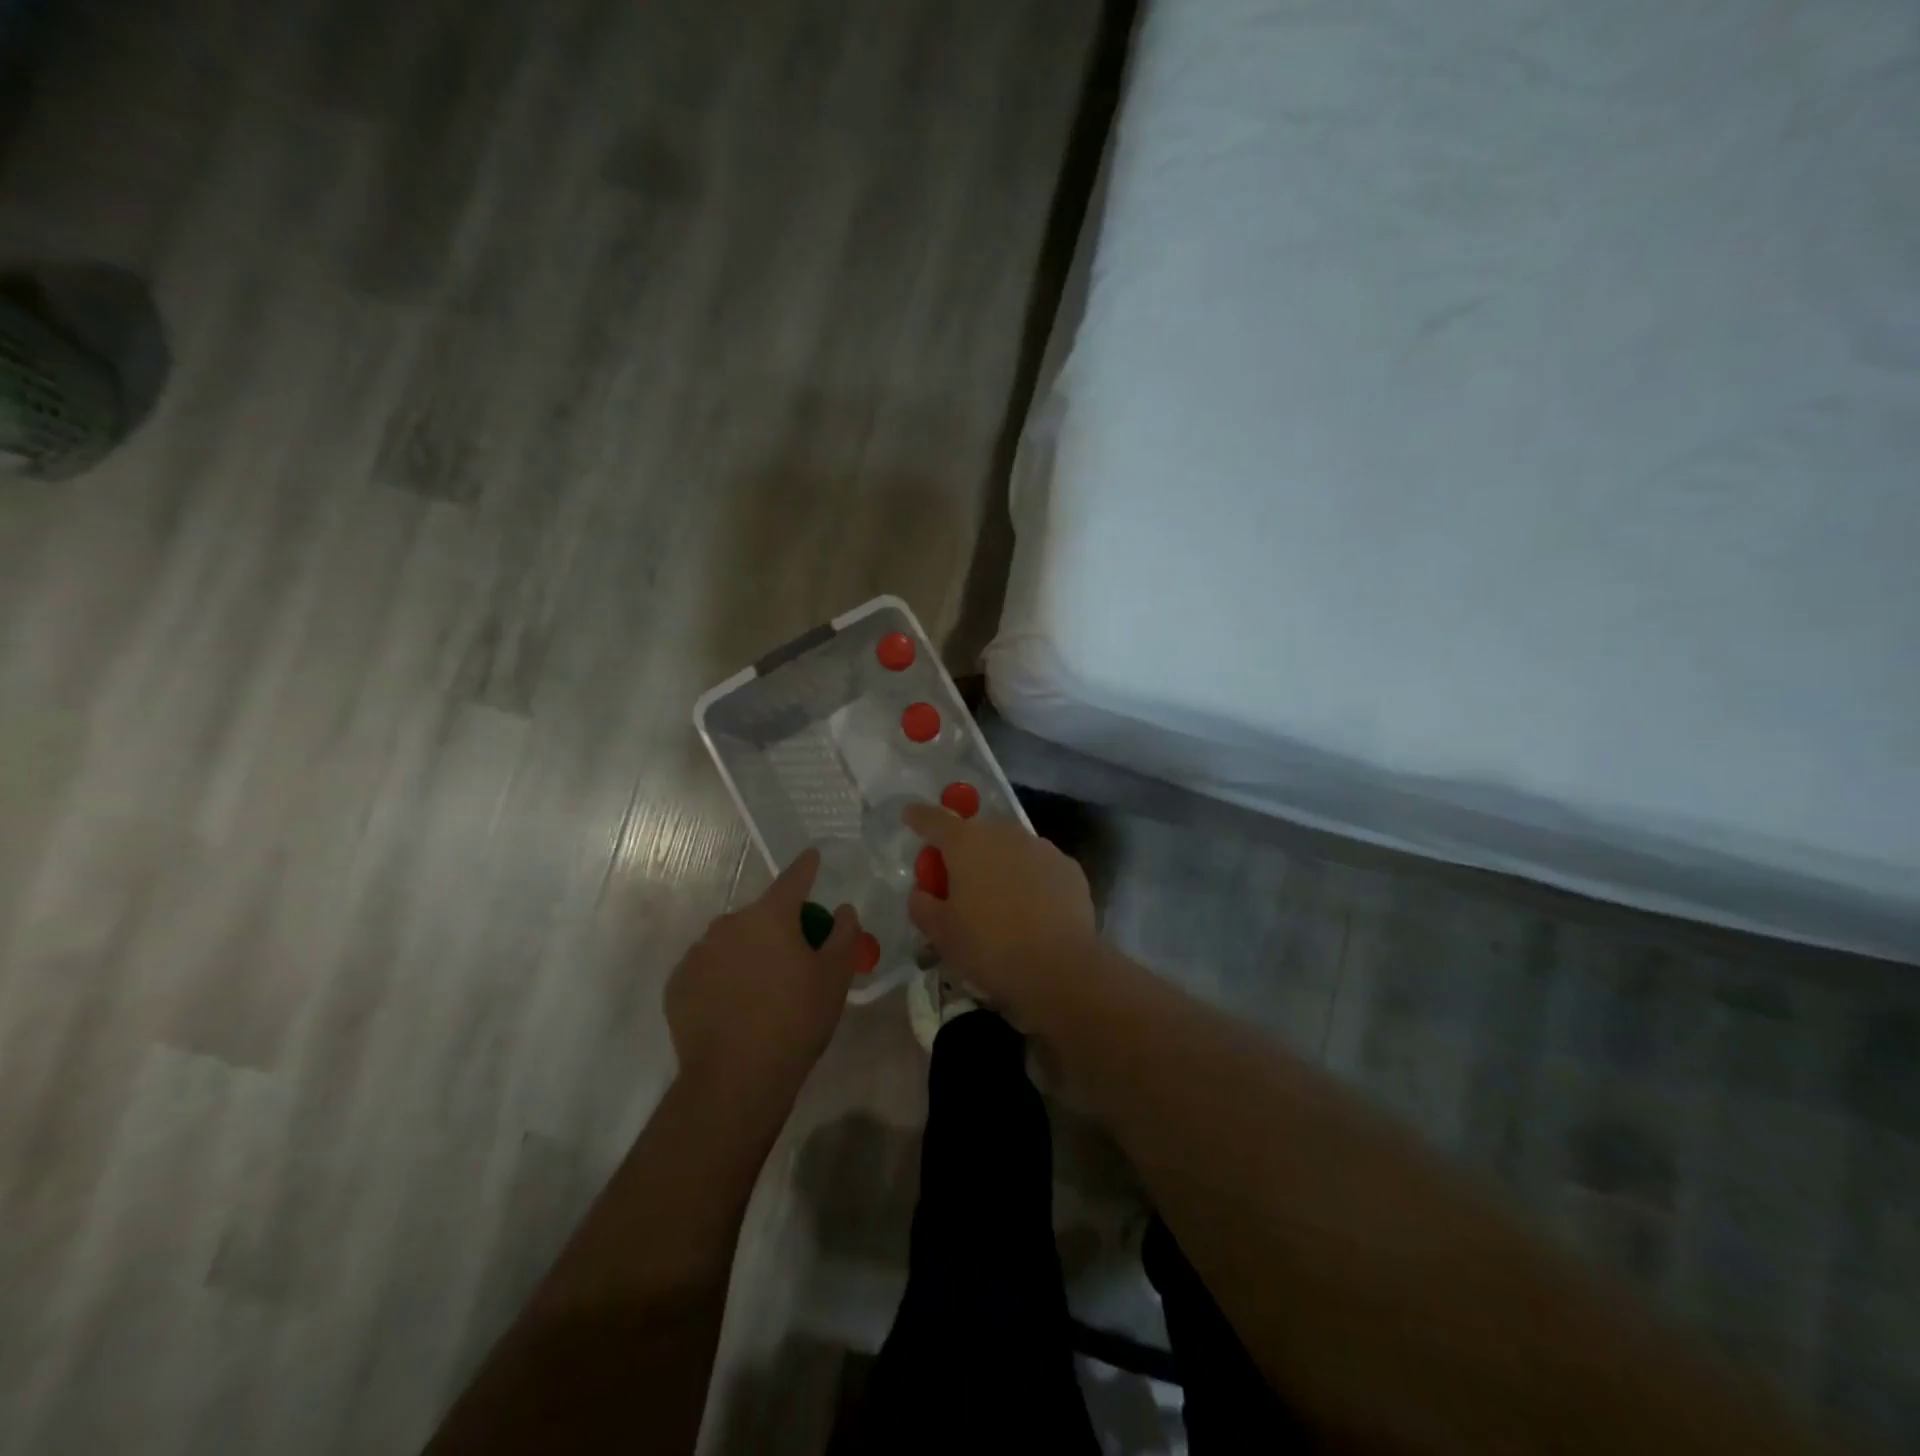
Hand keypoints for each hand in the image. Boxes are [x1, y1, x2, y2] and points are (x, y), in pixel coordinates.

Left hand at [667, 848, 860, 1113]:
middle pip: (761, 915)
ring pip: (731, 941)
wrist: (736, 1078)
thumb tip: (843, 908)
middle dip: (778, 927)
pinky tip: (734, 1007)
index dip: (807, 867)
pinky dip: (722, 977)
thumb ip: (844, 934)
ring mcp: (698, 952)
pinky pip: (708, 968)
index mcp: (770, 915)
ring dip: (748, 952)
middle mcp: (729, 923)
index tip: (813, 857)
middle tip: (795, 959)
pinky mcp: (678, 983)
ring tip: (762, 990)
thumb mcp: (835, 977)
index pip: (793, 878)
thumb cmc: (796, 1020)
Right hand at [903, 805, 1096, 1024]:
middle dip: (963, 851)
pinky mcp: (1069, 867)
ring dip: (998, 864)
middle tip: (957, 884)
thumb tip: (923, 891)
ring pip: (1010, 848)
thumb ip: (922, 905)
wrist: (1060, 969)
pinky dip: (1030, 879)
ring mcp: (1041, 847)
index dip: (919, 817)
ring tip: (999, 901)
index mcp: (966, 844)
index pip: (934, 819)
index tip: (911, 815)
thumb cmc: (990, 947)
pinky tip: (1032, 910)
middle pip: (976, 833)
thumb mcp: (941, 934)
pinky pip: (1038, 866)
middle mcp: (1005, 834)